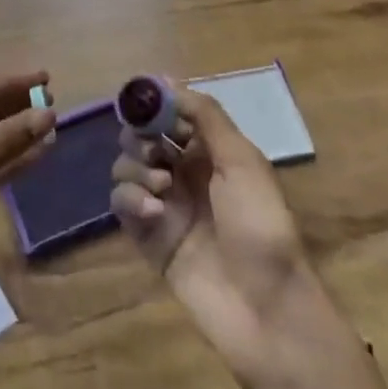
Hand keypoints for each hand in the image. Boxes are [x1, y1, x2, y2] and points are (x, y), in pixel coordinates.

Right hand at [111, 89, 387, 388]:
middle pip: (141, 136)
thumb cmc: (261, 225)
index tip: (143, 102)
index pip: (170, 112)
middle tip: (155, 152)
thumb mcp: (242, 160)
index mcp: (209, 151)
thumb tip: (168, 80)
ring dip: (136, 167)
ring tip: (162, 188)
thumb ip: (206, 116)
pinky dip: (131, 199)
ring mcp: (163, 204)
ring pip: (126, 165)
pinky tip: (153, 213)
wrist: (266, 308)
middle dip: (140, 136)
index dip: (155, 104)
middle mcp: (182, 171)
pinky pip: (121, 202)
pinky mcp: (147, 236)